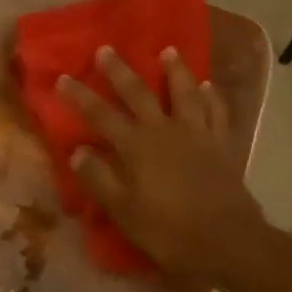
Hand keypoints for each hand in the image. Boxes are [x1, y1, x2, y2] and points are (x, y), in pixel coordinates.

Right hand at [59, 48, 260, 283]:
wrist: (228, 241)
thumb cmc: (169, 231)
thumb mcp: (124, 212)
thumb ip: (99, 179)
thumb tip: (77, 151)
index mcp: (137, 147)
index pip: (101, 115)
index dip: (80, 96)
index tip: (63, 77)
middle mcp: (165, 131)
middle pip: (139, 94)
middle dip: (120, 72)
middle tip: (106, 49)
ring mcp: (197, 134)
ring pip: (184, 93)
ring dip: (175, 71)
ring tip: (168, 51)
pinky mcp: (221, 145)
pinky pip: (217, 112)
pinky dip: (212, 96)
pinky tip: (209, 86)